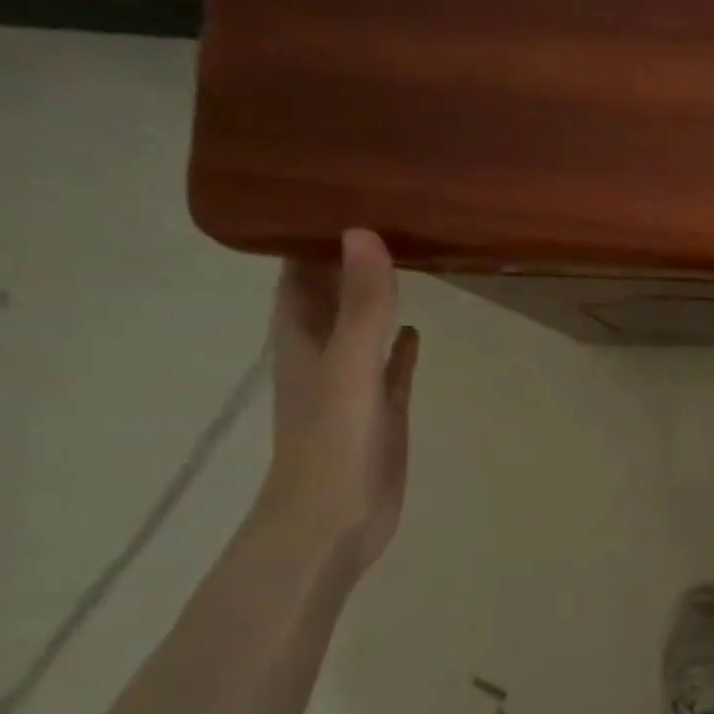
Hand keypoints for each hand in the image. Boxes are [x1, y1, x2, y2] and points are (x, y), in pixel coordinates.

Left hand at [256, 230, 419, 580]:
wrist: (334, 520)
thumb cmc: (332, 440)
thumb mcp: (348, 365)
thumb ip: (362, 303)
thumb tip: (364, 231)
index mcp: (300, 336)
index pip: (297, 271)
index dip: (310, 234)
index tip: (342, 193)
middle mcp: (322, 352)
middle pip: (331, 293)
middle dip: (350, 258)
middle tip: (388, 214)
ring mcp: (353, 382)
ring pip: (362, 326)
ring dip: (377, 297)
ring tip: (407, 258)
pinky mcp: (381, 408)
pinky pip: (389, 365)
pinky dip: (398, 343)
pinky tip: (416, 327)